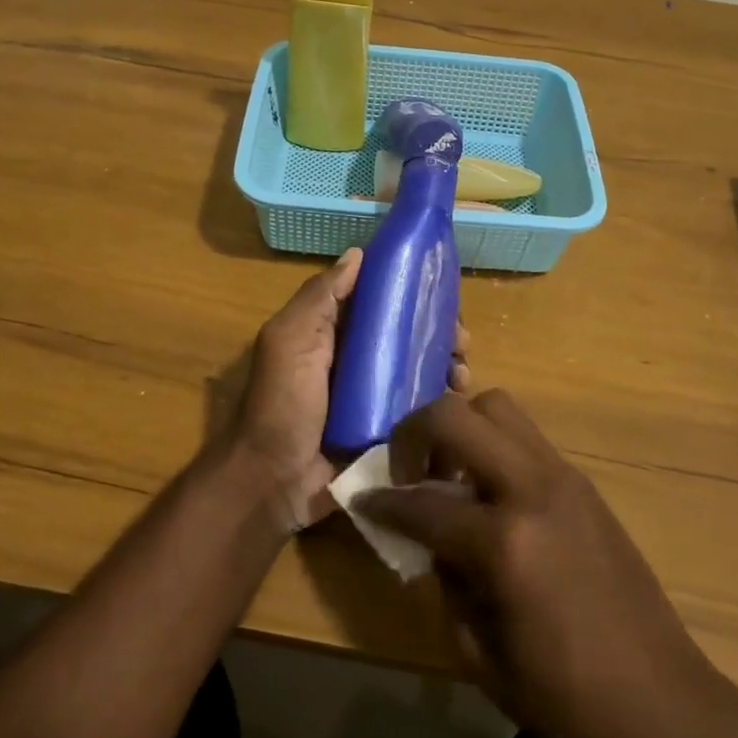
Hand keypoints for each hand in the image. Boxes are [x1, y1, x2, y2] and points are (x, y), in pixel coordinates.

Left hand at [229, 248, 471, 531]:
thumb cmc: (282, 403)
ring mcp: (376, 395)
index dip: (410, 289)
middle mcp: (358, 357)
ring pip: (421, 367)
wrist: (275, 483)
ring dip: (447, 363)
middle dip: (439, 330)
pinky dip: (444, 398)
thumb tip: (358, 253)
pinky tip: (459, 397)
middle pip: (407, 332)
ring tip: (462, 373)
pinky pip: (424, 406)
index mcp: (333, 331)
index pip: (379, 299)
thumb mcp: (290, 340)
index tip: (441, 288)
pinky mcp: (390, 428)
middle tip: (461, 340)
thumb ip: (320, 297)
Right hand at [359, 391, 734, 737]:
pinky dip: (494, 446)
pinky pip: (526, 436)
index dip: (382, 502)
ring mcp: (563, 477)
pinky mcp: (583, 482)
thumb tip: (426, 537)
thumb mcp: (479, 655)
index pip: (422, 503)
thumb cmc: (566, 698)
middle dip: (415, 433)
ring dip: (461, 428)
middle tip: (408, 471)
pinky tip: (491, 493)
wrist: (665, 704)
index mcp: (505, 543)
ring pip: (497, 407)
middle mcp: (533, 489)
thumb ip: (443, 581)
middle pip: (456, 415)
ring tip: (452, 474)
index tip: (362, 500)